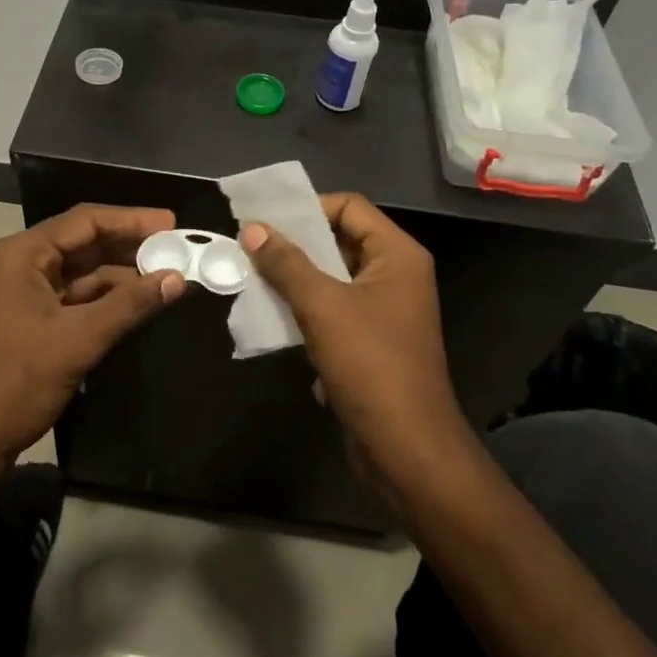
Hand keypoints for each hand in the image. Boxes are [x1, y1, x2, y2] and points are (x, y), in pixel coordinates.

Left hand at [0, 206, 186, 475]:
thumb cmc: (13, 383)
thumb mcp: (77, 341)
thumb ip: (129, 305)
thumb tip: (179, 278)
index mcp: (23, 255)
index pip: (85, 221)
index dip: (132, 219)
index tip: (172, 223)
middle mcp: (22, 265)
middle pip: (85, 243)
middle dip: (131, 246)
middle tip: (179, 249)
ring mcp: (25, 295)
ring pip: (83, 274)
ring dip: (123, 276)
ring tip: (169, 276)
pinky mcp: (32, 323)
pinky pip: (76, 300)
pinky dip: (108, 301)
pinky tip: (140, 304)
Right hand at [240, 194, 464, 477]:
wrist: (405, 449)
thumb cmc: (370, 365)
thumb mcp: (322, 306)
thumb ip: (286, 263)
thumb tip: (253, 229)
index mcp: (397, 255)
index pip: (350, 206)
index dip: (308, 208)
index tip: (266, 223)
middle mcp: (395, 276)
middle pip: (340, 240)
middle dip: (295, 244)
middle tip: (250, 248)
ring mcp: (384, 312)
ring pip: (332, 278)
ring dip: (295, 279)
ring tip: (253, 280)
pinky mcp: (370, 344)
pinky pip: (333, 311)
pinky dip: (305, 311)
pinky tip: (273, 319)